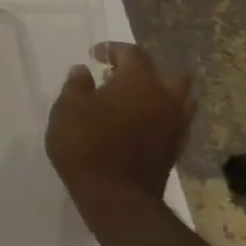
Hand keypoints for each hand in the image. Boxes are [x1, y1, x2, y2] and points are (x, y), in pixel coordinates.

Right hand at [45, 42, 193, 200]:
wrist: (116, 195)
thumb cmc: (85, 144)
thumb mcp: (66, 110)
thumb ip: (76, 86)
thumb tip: (82, 71)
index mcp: (139, 81)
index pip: (132, 53)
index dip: (113, 49)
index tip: (95, 54)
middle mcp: (165, 98)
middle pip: (168, 73)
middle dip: (146, 70)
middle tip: (120, 76)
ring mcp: (175, 124)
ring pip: (179, 98)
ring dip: (159, 93)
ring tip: (132, 100)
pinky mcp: (176, 148)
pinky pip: (174, 120)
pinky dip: (159, 115)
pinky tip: (138, 123)